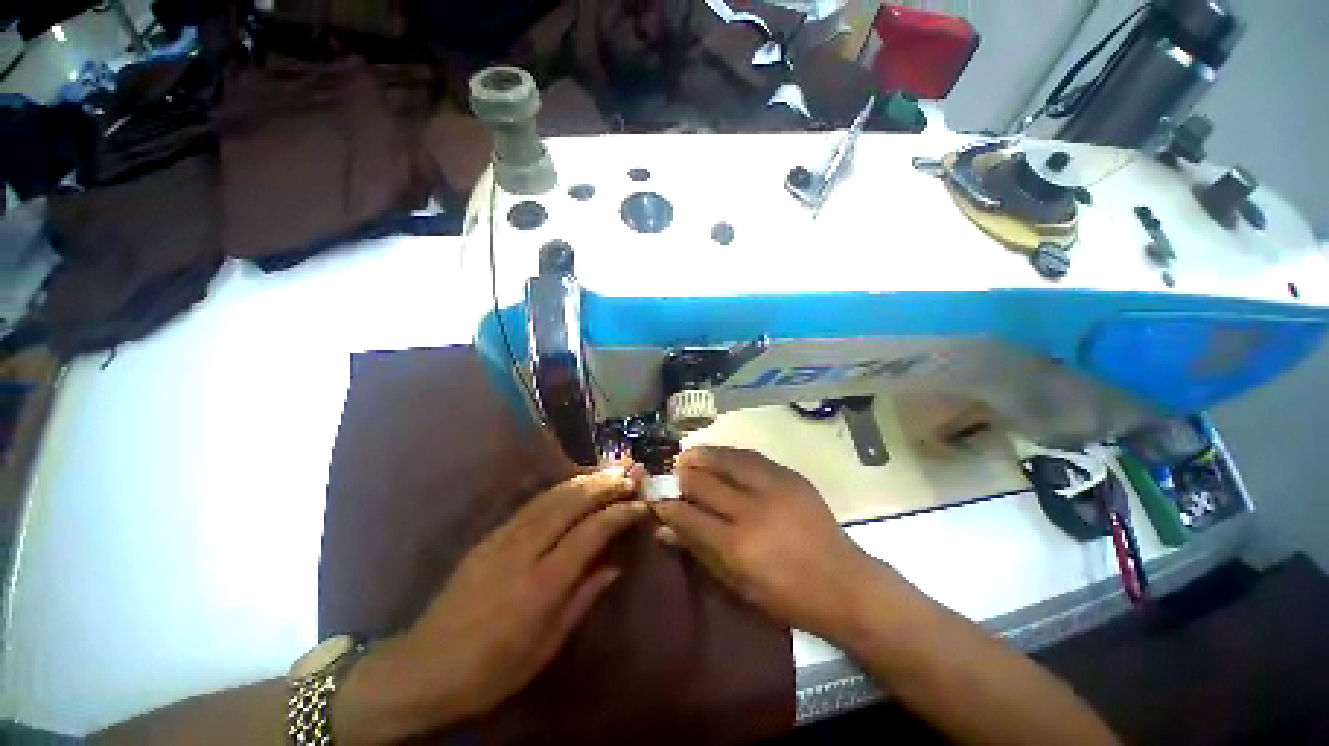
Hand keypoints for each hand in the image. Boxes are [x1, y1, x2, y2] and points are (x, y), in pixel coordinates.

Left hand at [335, 469, 646, 742]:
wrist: (424, 667)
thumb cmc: (493, 669)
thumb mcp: (546, 645)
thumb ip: (584, 598)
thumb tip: (614, 565)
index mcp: (543, 584)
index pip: (591, 532)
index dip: (619, 514)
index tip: (640, 505)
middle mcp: (525, 550)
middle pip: (572, 503)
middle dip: (605, 484)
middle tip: (631, 473)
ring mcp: (504, 537)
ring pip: (553, 496)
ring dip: (585, 479)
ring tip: (610, 469)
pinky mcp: (491, 534)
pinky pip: (533, 502)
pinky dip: (561, 487)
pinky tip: (575, 482)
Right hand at [653, 446, 886, 641]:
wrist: (844, 583)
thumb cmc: (787, 596)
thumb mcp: (737, 583)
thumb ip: (698, 549)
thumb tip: (663, 527)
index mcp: (737, 546)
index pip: (688, 515)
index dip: (667, 505)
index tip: (657, 500)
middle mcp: (752, 509)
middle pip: (703, 481)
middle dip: (682, 477)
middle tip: (674, 477)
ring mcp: (774, 487)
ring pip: (725, 458)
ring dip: (702, 456)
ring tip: (689, 456)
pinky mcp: (790, 476)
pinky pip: (750, 456)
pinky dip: (728, 454)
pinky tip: (719, 456)